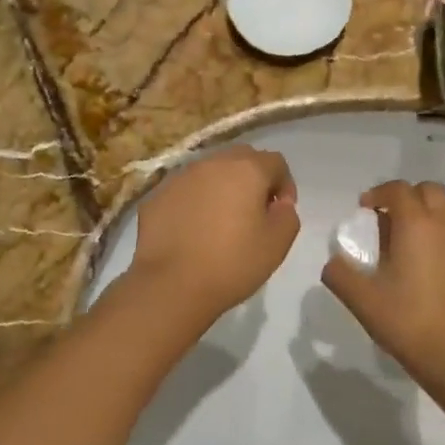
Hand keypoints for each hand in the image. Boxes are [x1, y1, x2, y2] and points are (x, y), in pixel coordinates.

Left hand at [128, 145, 300, 326]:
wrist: (171, 285)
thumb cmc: (232, 263)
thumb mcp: (277, 244)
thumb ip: (288, 216)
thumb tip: (279, 204)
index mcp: (246, 170)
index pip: (275, 162)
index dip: (285, 185)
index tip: (280, 212)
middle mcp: (212, 163)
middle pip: (241, 159)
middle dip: (253, 179)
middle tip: (254, 212)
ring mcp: (180, 177)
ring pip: (210, 172)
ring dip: (222, 188)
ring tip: (222, 221)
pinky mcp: (157, 195)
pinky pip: (186, 190)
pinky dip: (195, 201)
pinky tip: (193, 230)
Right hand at [321, 180, 444, 394]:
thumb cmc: (407, 321)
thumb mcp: (361, 299)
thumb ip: (339, 274)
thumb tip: (333, 263)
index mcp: (416, 224)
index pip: (399, 190)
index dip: (378, 193)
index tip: (363, 209)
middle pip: (429, 190)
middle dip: (406, 196)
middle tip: (386, 219)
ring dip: (429, 209)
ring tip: (410, 235)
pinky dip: (443, 230)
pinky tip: (428, 259)